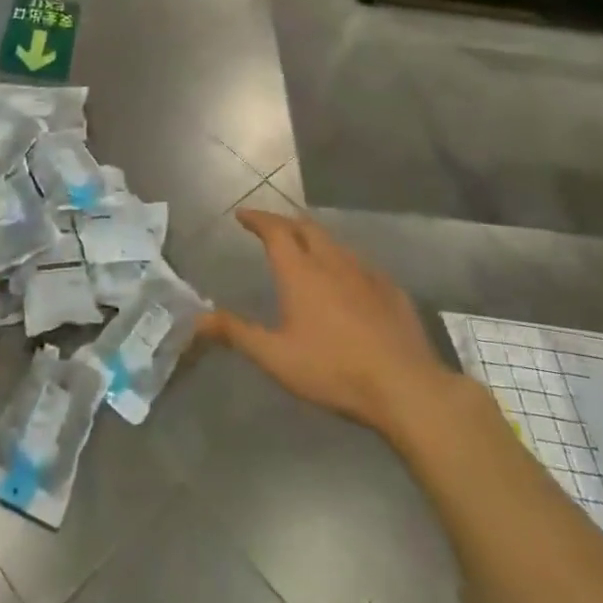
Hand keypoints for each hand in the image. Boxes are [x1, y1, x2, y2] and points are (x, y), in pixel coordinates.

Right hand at [203, 209, 461, 447]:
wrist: (406, 387)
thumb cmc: (333, 369)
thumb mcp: (276, 357)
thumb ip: (237, 333)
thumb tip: (197, 319)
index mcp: (300, 272)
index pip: (275, 230)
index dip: (257, 219)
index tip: (243, 215)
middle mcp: (332, 262)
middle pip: (306, 227)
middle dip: (285, 222)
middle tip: (271, 228)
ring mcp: (366, 274)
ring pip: (335, 243)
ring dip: (315, 240)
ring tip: (305, 250)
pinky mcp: (391, 291)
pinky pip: (361, 264)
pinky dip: (343, 261)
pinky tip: (347, 280)